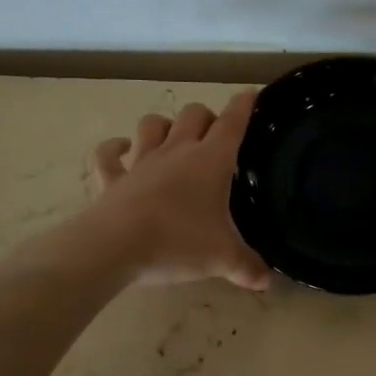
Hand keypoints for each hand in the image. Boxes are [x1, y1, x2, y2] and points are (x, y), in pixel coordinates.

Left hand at [87, 92, 271, 290]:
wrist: (115, 247)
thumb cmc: (177, 242)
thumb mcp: (222, 259)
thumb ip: (247, 267)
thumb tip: (267, 281)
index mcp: (210, 161)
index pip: (232, 123)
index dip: (244, 106)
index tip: (252, 94)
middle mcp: (176, 152)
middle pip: (192, 115)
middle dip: (206, 116)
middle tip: (214, 133)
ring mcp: (141, 162)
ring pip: (152, 124)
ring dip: (163, 124)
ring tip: (171, 135)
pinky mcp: (113, 178)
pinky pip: (108, 155)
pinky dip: (113, 148)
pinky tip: (120, 148)